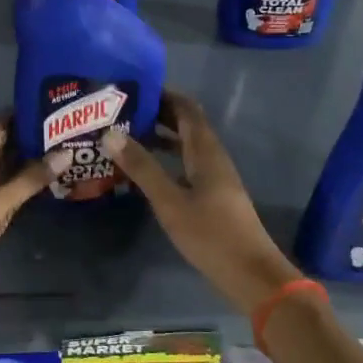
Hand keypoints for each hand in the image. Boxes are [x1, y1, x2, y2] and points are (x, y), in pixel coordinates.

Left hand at [0, 117, 65, 300]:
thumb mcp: (3, 202)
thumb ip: (32, 178)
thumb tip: (65, 152)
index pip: (0, 124)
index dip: (23, 116)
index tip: (51, 114)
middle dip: (25, 141)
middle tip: (60, 139)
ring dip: (17, 164)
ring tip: (50, 162)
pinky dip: (7, 182)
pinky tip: (26, 190)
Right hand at [100, 91, 302, 314]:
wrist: (251, 275)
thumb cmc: (211, 235)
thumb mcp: (170, 201)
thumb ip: (142, 168)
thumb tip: (110, 134)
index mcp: (206, 151)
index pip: (186, 108)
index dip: (163, 94)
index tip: (132, 88)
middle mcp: (213, 157)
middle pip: (186, 124)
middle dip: (157, 113)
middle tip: (120, 111)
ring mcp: (215, 177)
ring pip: (186, 145)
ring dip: (160, 136)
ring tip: (125, 135)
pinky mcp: (213, 196)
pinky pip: (186, 164)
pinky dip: (166, 158)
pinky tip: (145, 170)